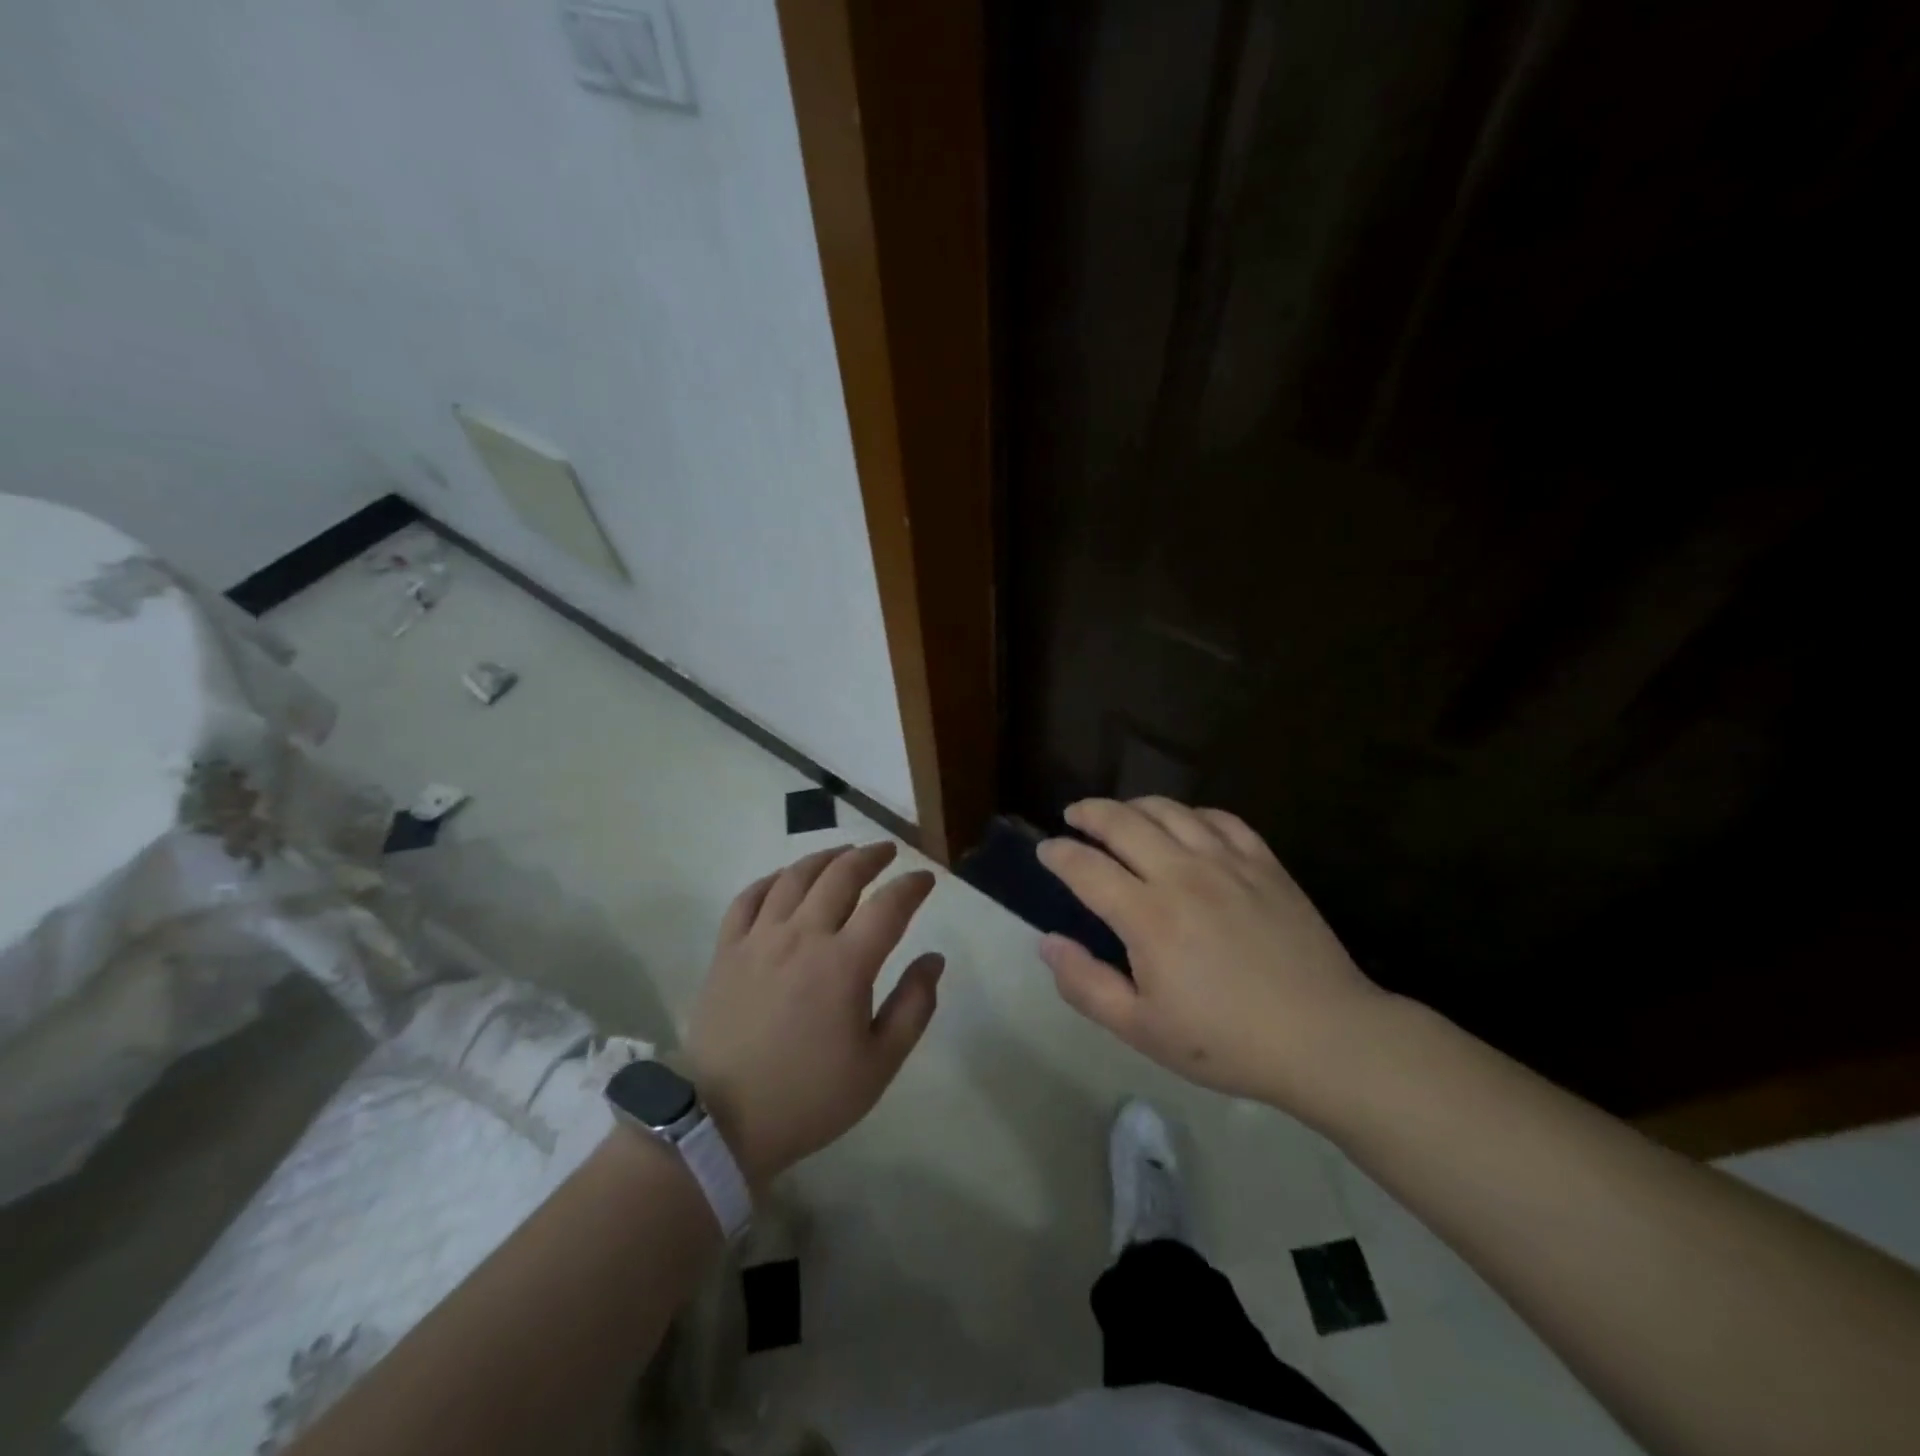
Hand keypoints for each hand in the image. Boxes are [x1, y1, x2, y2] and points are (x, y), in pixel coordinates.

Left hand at [685, 842, 942, 1187]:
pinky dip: (772, 879)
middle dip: (870, 857)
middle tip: (886, 852)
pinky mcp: (727, 950)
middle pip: (841, 876)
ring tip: (843, 853)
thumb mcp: (878, 1066)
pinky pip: (749, 897)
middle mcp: (803, 936)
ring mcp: (759, 938)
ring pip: (795, 877)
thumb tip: (934, 959)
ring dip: (825, 857)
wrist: (721, 1123)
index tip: (925, 880)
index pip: (889, 906)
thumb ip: (913, 1007)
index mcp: (845, 964)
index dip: (912, 886)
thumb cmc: (808, 1097)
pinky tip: (785, 878)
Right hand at [1037, 797, 1387, 1112]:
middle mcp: (1182, 874)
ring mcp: (1227, 862)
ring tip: (1120, 814)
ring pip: (1169, 811)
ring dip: (1134, 805)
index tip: (1045, 850)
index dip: (1058, 854)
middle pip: (1122, 822)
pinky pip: (1219, 818)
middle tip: (1073, 816)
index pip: (1086, 867)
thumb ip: (1086, 984)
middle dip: (1089, 813)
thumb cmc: (1226, 1041)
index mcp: (1147, 915)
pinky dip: (1190, 812)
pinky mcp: (1264, 863)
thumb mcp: (1142, 1030)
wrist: (1325, 1037)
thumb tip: (1047, 942)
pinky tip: (1184, 823)